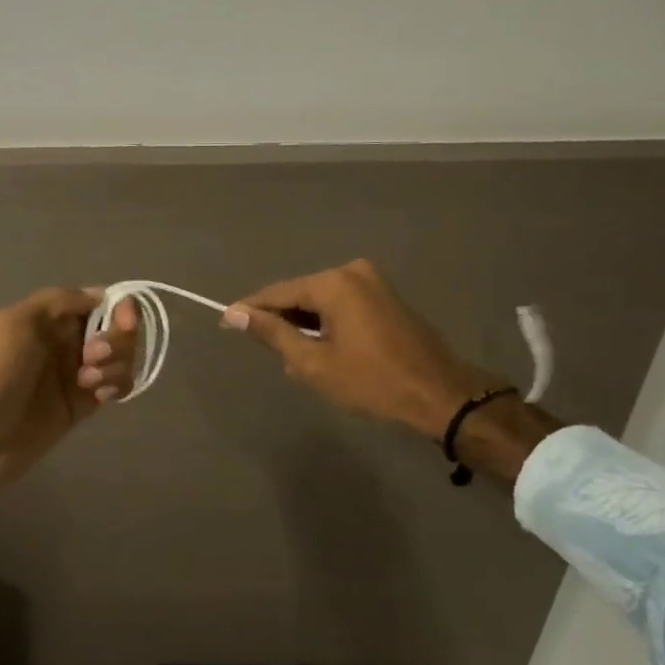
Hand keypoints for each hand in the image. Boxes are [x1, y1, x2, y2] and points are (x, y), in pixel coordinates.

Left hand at [0, 288, 137, 517]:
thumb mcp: (18, 323)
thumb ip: (60, 301)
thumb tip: (102, 296)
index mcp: (51, 317)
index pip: (99, 300)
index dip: (119, 306)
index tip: (124, 318)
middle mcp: (68, 340)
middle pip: (116, 328)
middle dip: (116, 339)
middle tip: (92, 356)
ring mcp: (77, 373)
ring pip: (120, 357)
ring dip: (116, 364)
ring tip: (87, 382)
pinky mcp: (83, 404)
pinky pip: (116, 386)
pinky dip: (117, 385)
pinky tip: (99, 395)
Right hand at [221, 259, 499, 439]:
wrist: (439, 394)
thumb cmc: (372, 381)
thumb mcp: (313, 363)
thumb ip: (273, 334)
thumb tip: (235, 314)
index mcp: (333, 283)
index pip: (279, 292)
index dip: (251, 309)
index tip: (225, 322)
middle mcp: (352, 271)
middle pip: (300, 294)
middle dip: (283, 322)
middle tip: (272, 355)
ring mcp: (372, 281)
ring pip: (321, 301)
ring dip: (306, 326)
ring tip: (299, 361)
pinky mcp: (385, 296)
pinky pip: (341, 304)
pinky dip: (327, 324)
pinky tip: (325, 351)